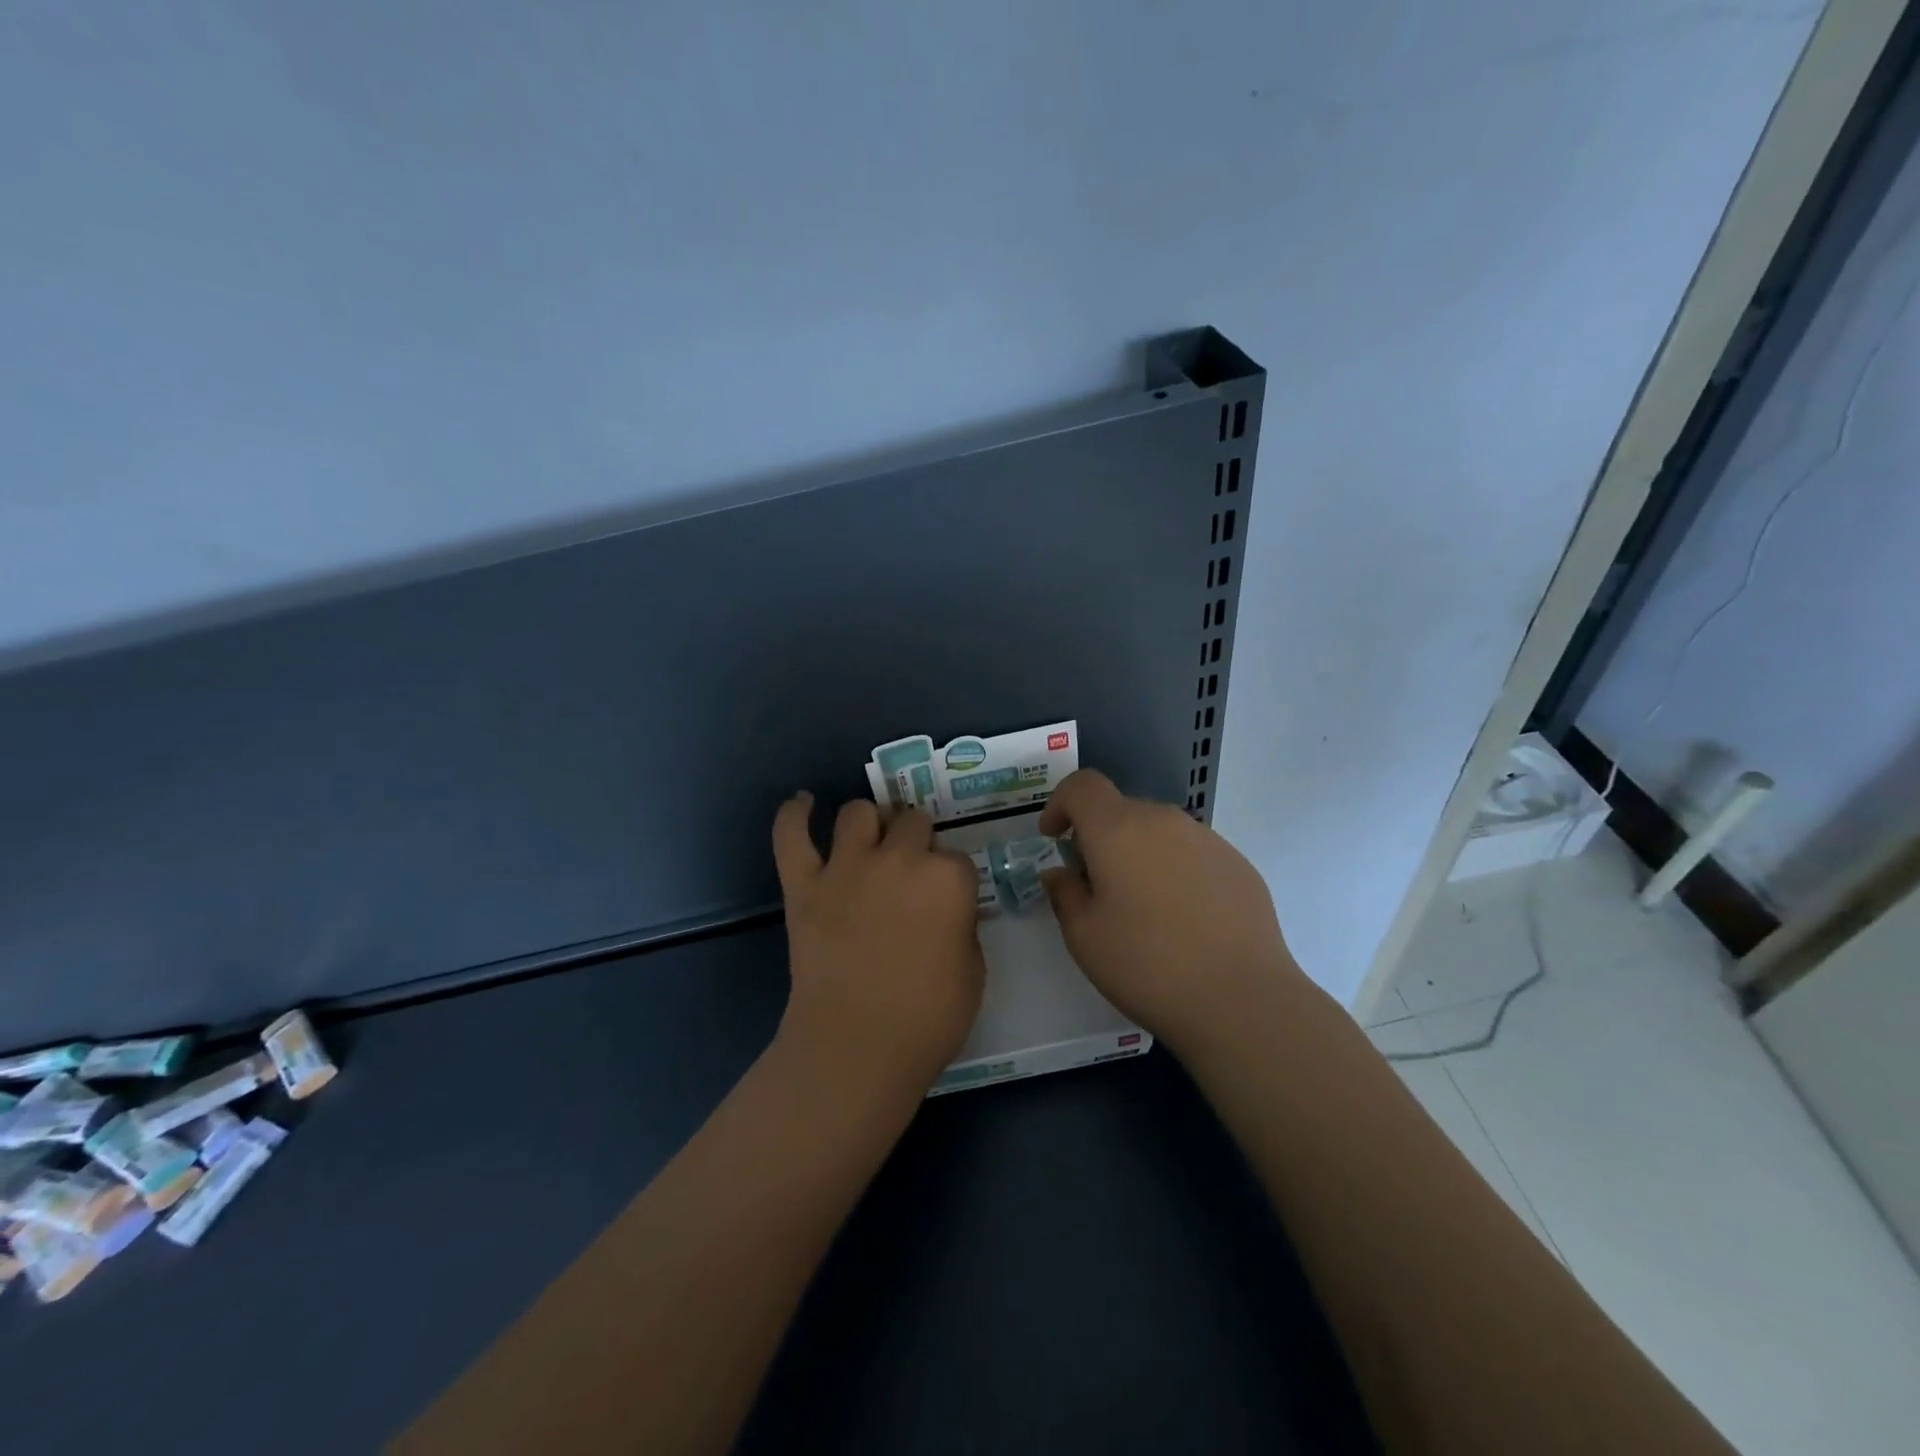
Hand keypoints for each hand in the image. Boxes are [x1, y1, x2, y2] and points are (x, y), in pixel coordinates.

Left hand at [771, 793, 986, 1097]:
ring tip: (869, 840)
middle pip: (911, 821)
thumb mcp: (973, 971)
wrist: (857, 1047)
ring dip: (868, 822)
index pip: (956, 857)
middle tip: (911, 869)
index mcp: (948, 879)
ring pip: (858, 812)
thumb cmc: (928, 1018)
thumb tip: (947, 911)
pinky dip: (793, 815)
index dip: (951, 878)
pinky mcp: (804, 885)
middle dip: (915, 839)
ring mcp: (847, 868)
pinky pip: (792, 836)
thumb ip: (962, 926)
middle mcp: (899, 858)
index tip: (947, 901)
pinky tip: (802, 803)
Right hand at [1039, 770, 1300, 1054]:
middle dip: (1099, 837)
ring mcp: (1208, 840)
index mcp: (1118, 829)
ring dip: (1139, 854)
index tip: (1055, 839)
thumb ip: (1064, 893)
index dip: (1060, 804)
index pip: (1082, 786)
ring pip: (1159, 832)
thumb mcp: (1084, 936)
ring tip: (1143, 909)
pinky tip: (1184, 921)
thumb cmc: (1147, 964)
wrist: (1241, 999)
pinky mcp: (1238, 865)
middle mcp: (1164, 820)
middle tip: (1096, 887)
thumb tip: (1062, 873)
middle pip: (1121, 809)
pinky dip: (1175, 871)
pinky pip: (1192, 854)